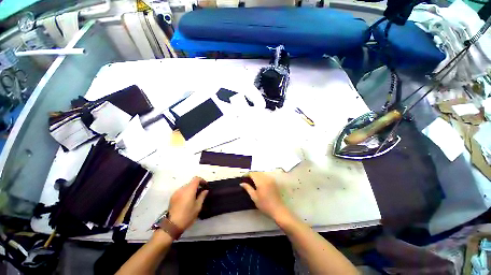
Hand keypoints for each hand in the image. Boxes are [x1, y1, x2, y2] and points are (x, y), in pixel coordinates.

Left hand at [167, 177, 207, 229]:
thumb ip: (202, 196)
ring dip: (191, 189)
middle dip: (197, 186)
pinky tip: (186, 200)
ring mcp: (176, 192)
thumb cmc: (187, 215)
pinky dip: (185, 192)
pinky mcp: (172, 197)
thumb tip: (205, 190)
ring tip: (193, 197)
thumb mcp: (198, 207)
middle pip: (191, 183)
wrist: (172, 225)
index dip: (202, 180)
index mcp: (189, 190)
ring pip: (186, 187)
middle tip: (201, 192)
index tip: (205, 185)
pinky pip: (181, 191)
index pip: (196, 179)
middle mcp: (182, 189)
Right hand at [240, 172, 289, 221]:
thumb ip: (248, 188)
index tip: (243, 177)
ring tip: (252, 180)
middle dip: (252, 174)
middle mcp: (266, 178)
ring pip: (262, 173)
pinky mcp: (273, 181)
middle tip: (247, 179)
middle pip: (257, 172)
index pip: (252, 173)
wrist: (277, 209)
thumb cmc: (264, 204)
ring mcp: (270, 179)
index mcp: (260, 181)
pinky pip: (266, 175)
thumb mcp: (254, 197)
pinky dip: (261, 176)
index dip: (247, 174)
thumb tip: (242, 183)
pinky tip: (259, 181)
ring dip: (256, 174)